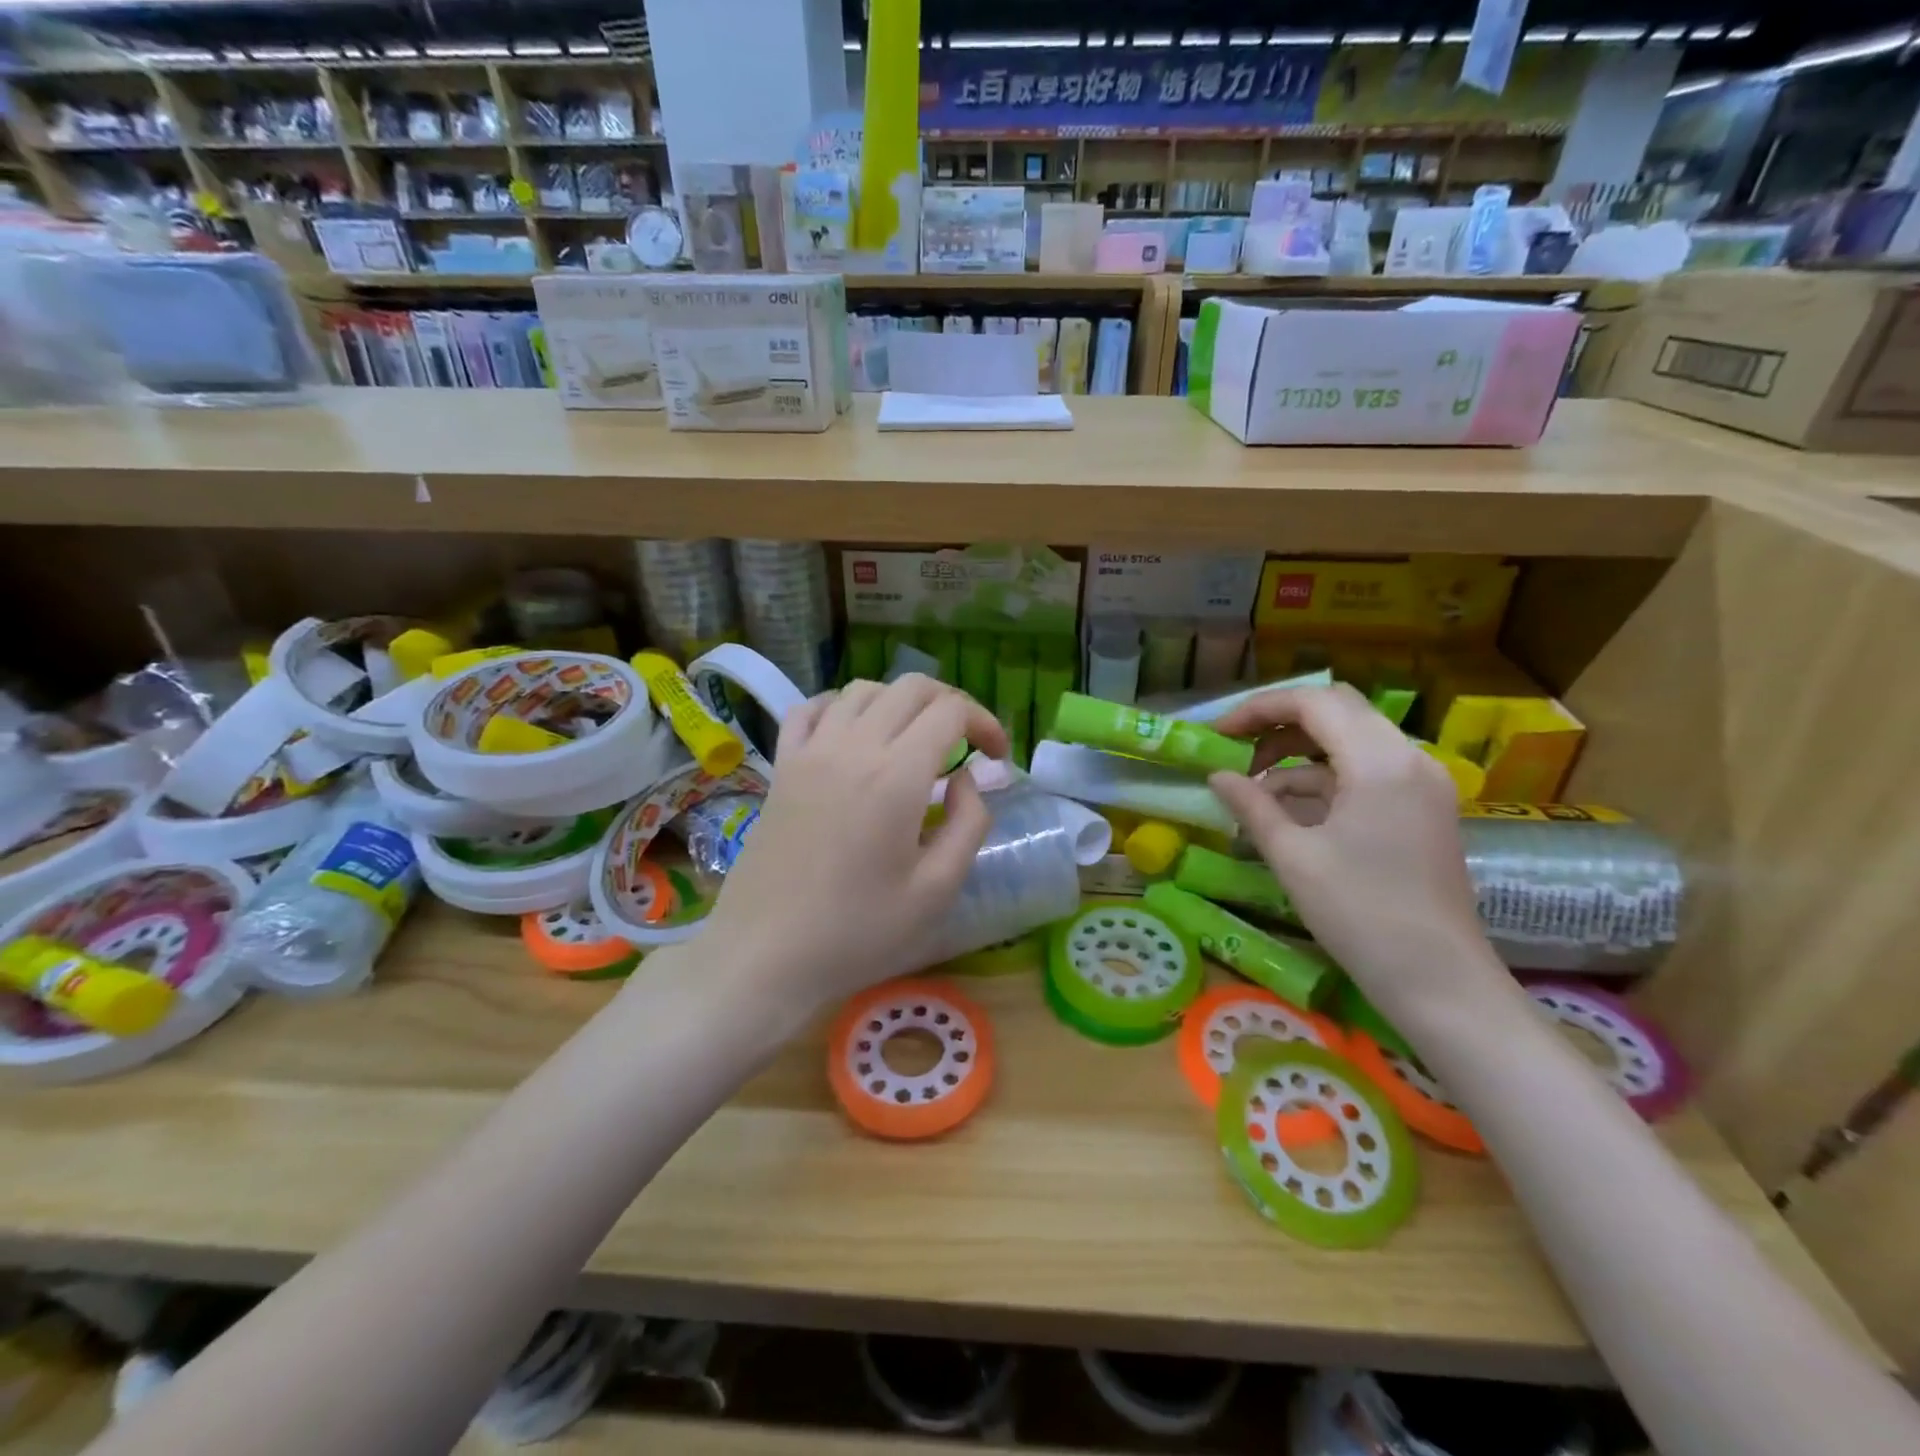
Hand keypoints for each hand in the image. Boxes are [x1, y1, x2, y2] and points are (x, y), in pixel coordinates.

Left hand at [700, 674, 1008, 1014]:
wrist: (764, 955)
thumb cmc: (858, 932)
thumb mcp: (937, 891)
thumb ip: (968, 824)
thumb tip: (965, 779)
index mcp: (897, 776)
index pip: (950, 712)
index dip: (984, 723)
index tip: (997, 758)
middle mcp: (853, 747)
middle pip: (911, 689)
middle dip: (950, 704)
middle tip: (966, 744)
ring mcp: (810, 752)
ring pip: (862, 691)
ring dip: (901, 703)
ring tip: (915, 741)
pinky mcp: (782, 767)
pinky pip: (811, 709)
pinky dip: (842, 706)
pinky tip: (853, 733)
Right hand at [1206, 684, 1507, 1023]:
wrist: (1439, 981)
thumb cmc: (1360, 914)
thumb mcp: (1293, 857)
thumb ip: (1252, 806)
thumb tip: (1216, 776)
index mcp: (1379, 762)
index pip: (1314, 702)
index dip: (1259, 709)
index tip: (1218, 733)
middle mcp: (1408, 759)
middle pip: (1337, 712)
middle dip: (1280, 724)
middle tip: (1236, 750)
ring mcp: (1421, 784)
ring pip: (1351, 741)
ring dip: (1299, 754)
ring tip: (1254, 787)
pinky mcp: (1422, 809)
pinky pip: (1366, 773)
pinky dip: (1324, 779)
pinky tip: (1288, 811)